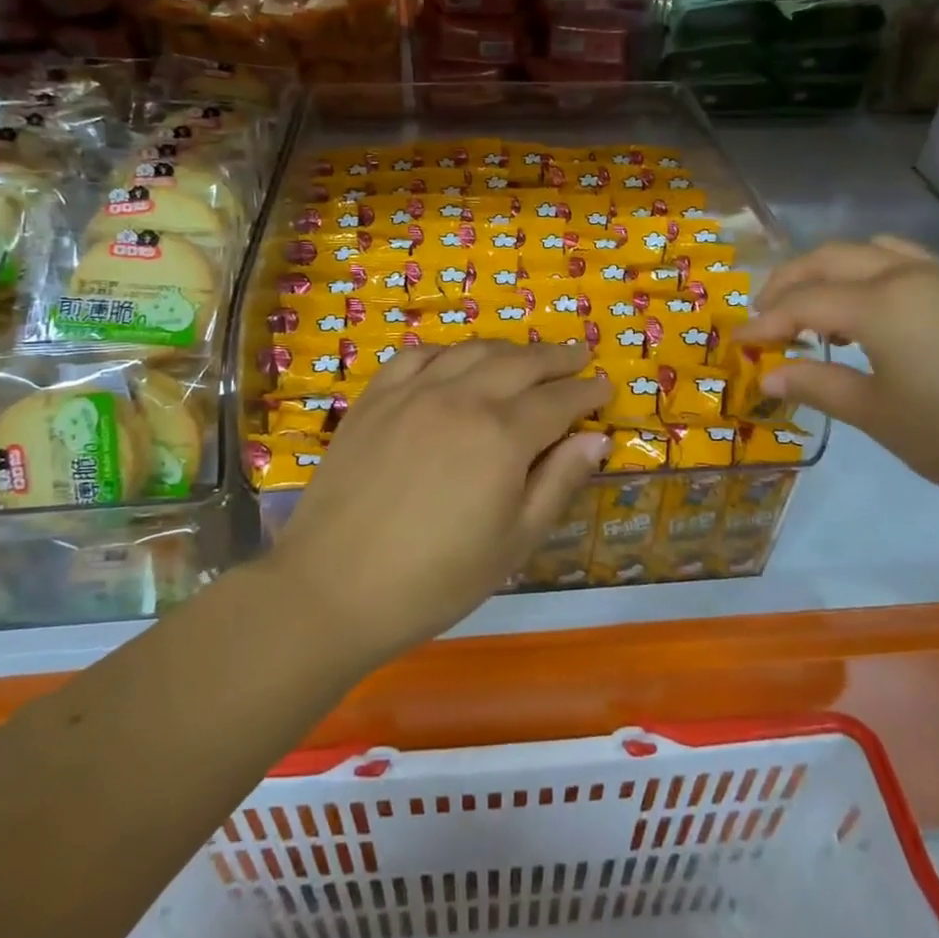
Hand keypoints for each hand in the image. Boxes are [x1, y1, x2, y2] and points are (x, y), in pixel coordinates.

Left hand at [270, 341, 608, 666]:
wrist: (333, 588)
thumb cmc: (436, 579)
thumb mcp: (514, 542)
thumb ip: (558, 483)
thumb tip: (596, 439)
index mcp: (502, 435)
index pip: (558, 400)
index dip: (587, 392)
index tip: (606, 385)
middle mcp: (461, 398)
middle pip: (520, 363)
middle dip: (556, 357)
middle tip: (578, 355)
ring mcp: (413, 392)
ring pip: (472, 351)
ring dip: (508, 349)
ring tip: (527, 355)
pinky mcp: (374, 398)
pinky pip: (417, 355)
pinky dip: (447, 351)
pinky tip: (454, 360)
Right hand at [739, 237, 938, 523]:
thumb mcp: (880, 417)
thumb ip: (819, 386)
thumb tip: (768, 376)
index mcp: (879, 303)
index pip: (802, 301)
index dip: (765, 322)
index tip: (740, 345)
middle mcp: (907, 275)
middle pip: (829, 258)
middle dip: (787, 282)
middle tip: (763, 317)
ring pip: (868, 252)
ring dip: (829, 272)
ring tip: (813, 312)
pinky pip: (902, 263)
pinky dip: (867, 276)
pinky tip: (869, 316)